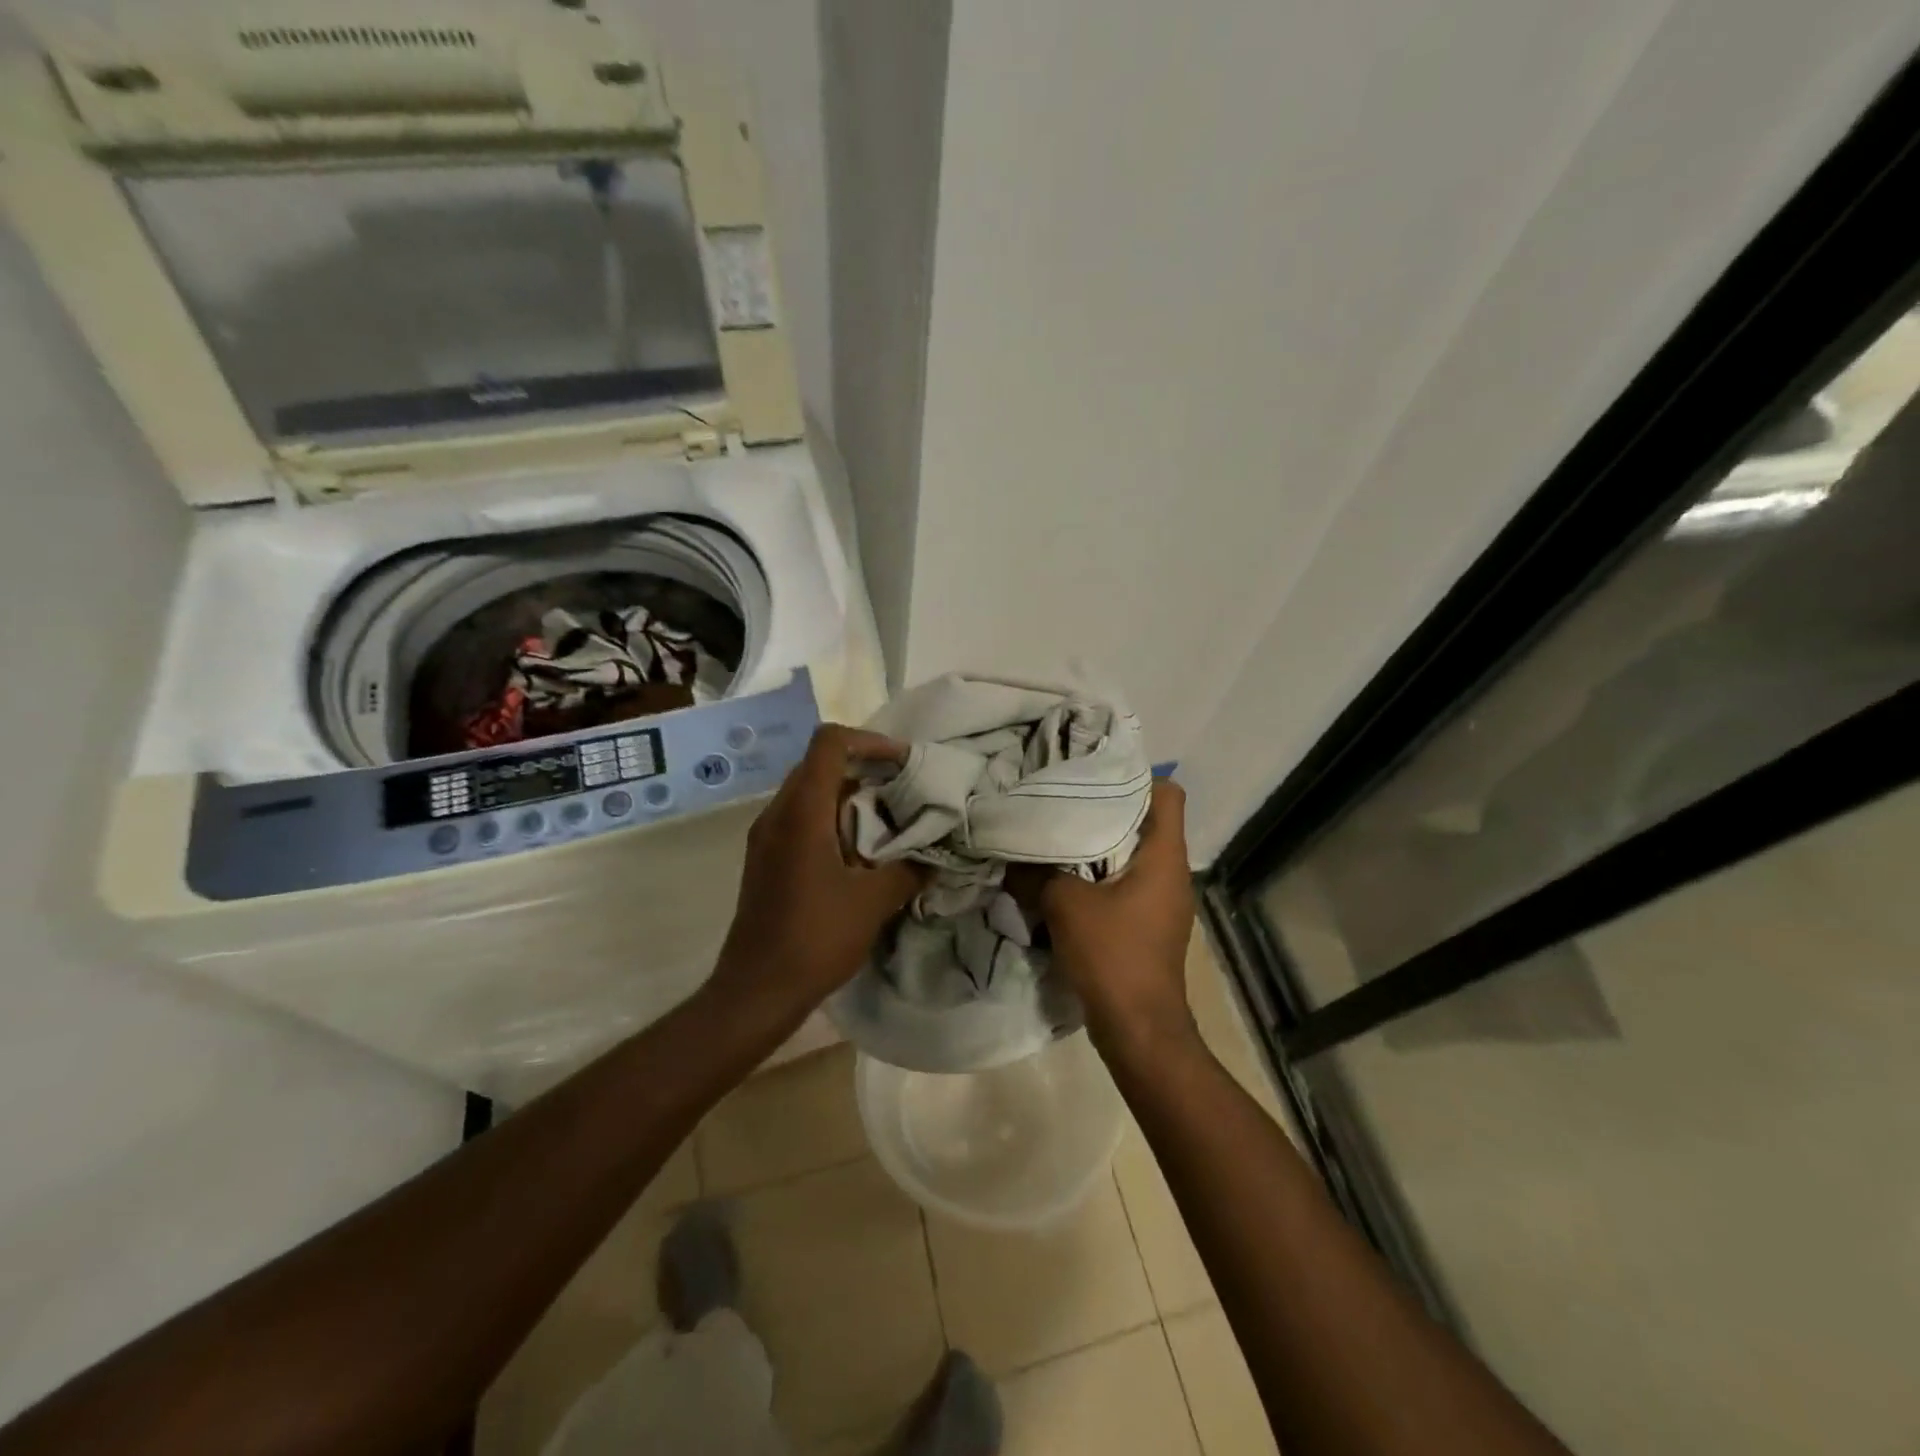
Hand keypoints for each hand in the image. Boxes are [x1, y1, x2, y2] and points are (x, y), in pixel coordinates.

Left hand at [709, 724, 924, 1031]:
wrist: (756, 991)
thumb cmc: (815, 938)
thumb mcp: (874, 901)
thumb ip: (910, 869)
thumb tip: (936, 856)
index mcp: (802, 811)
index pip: (830, 742)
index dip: (871, 741)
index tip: (903, 765)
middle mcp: (777, 813)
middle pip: (820, 763)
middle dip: (865, 769)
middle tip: (903, 791)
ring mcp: (766, 836)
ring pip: (810, 792)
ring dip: (849, 796)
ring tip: (887, 822)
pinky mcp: (765, 858)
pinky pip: (801, 819)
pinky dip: (832, 819)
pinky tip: (859, 852)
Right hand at [1019, 779, 1198, 1056]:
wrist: (1139, 1029)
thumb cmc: (1113, 955)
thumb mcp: (1065, 905)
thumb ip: (1035, 873)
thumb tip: (1008, 855)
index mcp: (1163, 855)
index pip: (1168, 793)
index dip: (1136, 775)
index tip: (1093, 771)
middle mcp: (1171, 872)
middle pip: (1146, 820)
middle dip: (1105, 807)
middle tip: (1062, 796)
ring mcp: (1162, 900)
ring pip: (1132, 853)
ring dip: (1097, 844)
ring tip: (1057, 833)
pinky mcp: (1149, 924)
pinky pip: (1125, 882)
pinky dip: (1098, 875)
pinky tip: (1064, 878)